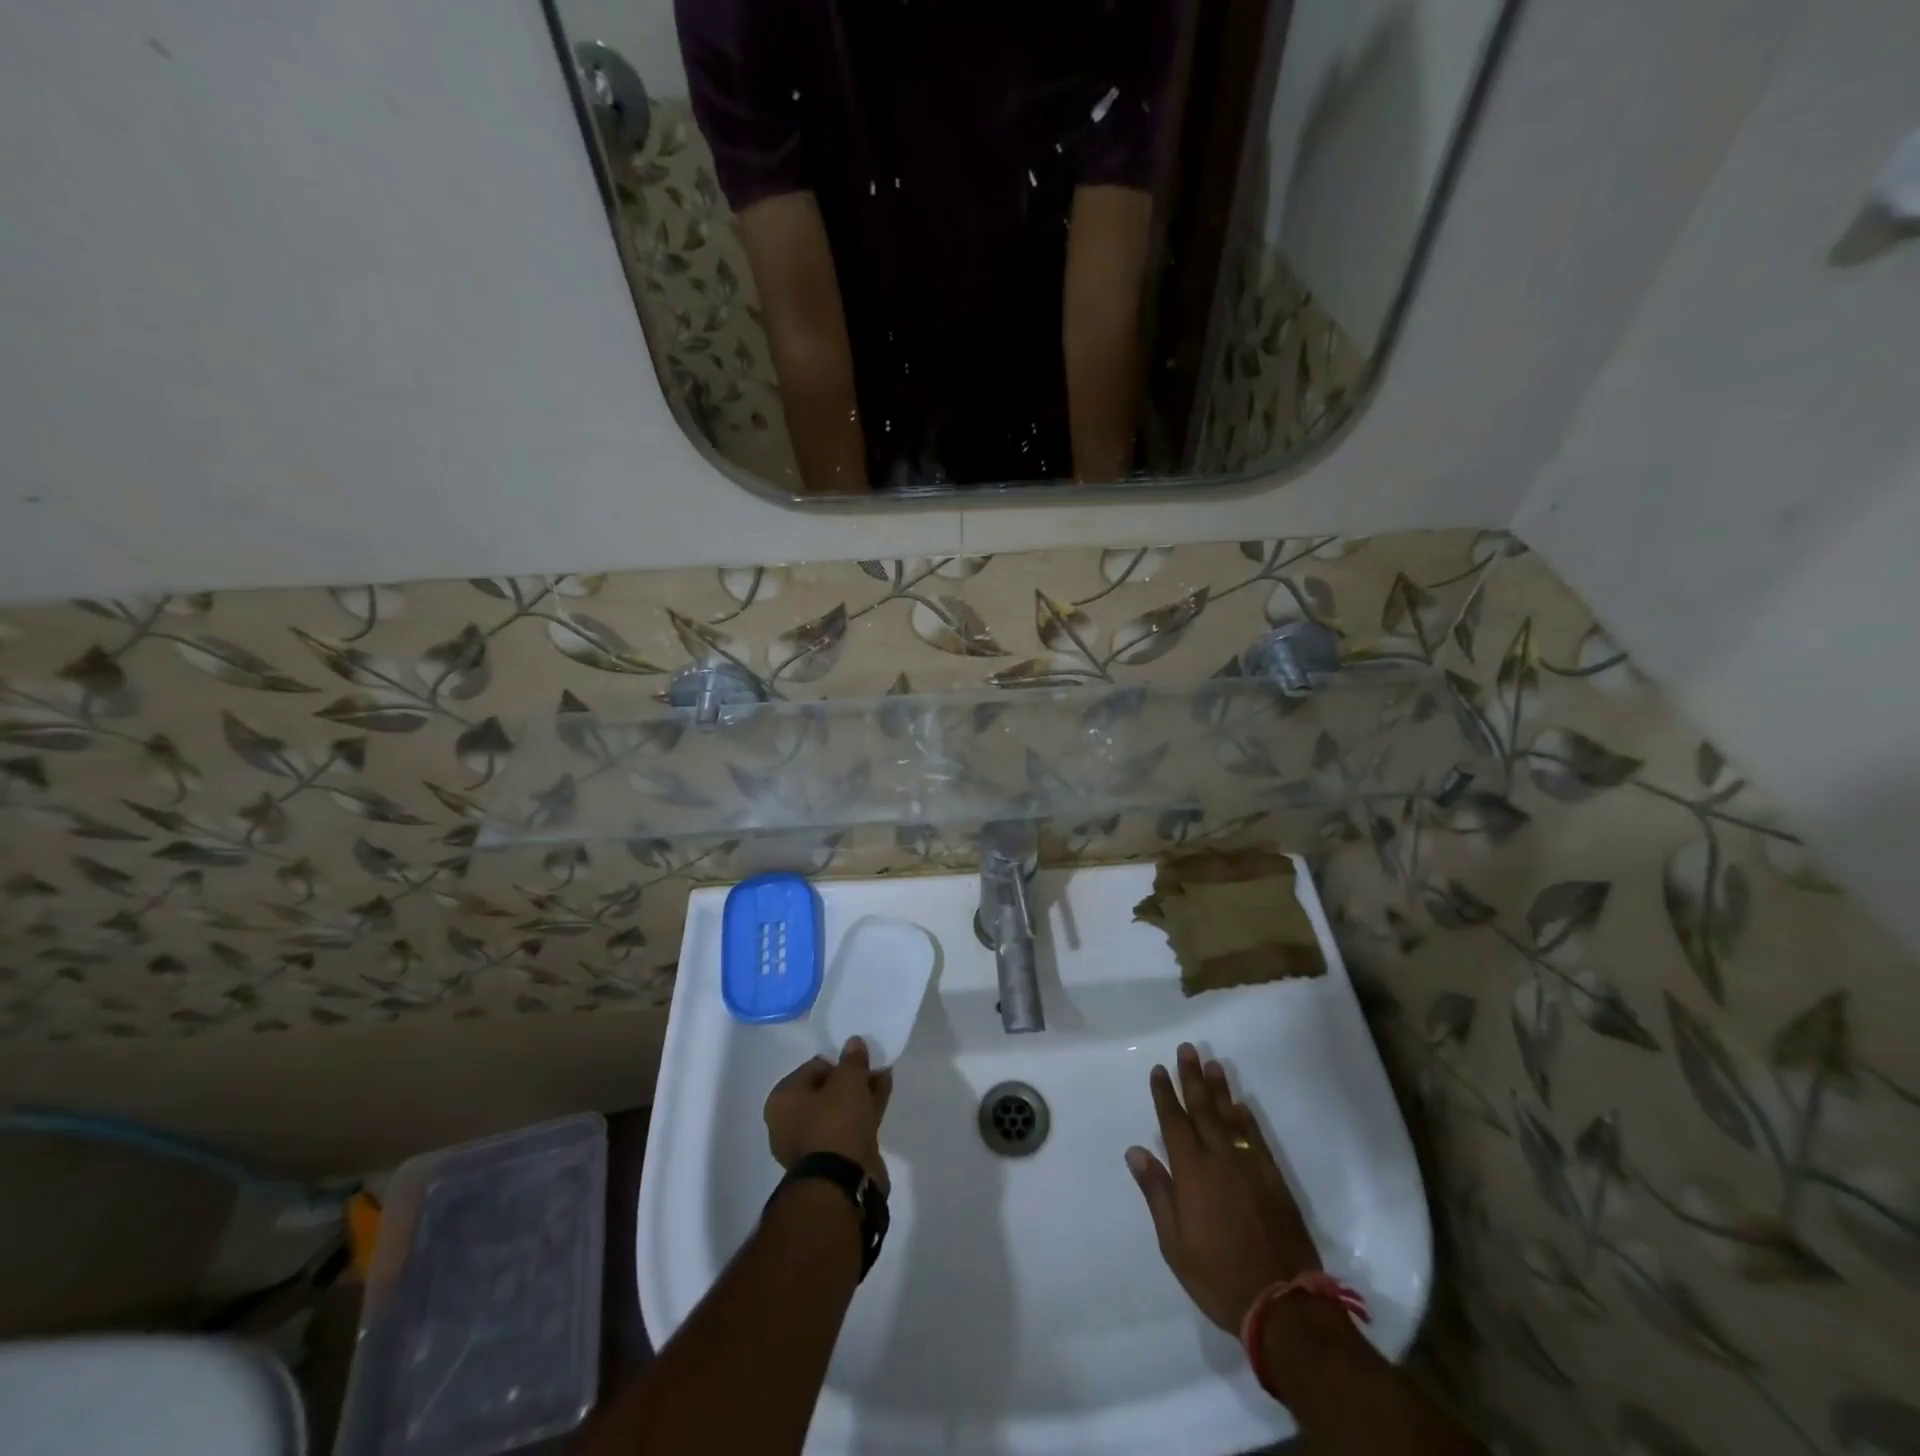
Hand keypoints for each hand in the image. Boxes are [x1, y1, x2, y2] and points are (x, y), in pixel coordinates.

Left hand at [765, 1037, 893, 1193]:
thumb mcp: (848, 1080)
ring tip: (885, 1080)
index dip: (839, 1062)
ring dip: (860, 1096)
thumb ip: (852, 1059)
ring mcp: (809, 1145)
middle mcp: (788, 1123)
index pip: (813, 1068)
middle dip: (852, 1079)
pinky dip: (862, 1115)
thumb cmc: (835, 1122)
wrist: (841, 1183)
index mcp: (782, 1100)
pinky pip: (846, 1129)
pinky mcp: (829, 1162)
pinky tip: (882, 1100)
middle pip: (825, 1091)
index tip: (859, 1060)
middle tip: (874, 1069)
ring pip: (839, 1111)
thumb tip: (853, 1042)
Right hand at [1126, 1042, 1321, 1332]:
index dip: (1165, 1094)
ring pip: (1230, 1117)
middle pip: (1203, 1109)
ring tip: (1213, 1063)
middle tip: (1187, 1049)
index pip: (1173, 1121)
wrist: (1281, 1303)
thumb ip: (1156, 1191)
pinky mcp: (1273, 1179)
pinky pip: (1256, 1138)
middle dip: (1192, 1077)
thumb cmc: (1217, 1274)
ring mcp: (1249, 1166)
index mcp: (1191, 1171)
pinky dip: (1247, 1119)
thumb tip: (1135, 1151)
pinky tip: (1241, 1105)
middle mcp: (1219, 1158)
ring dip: (1220, 1089)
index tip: (1159, 1068)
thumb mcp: (1174, 1242)